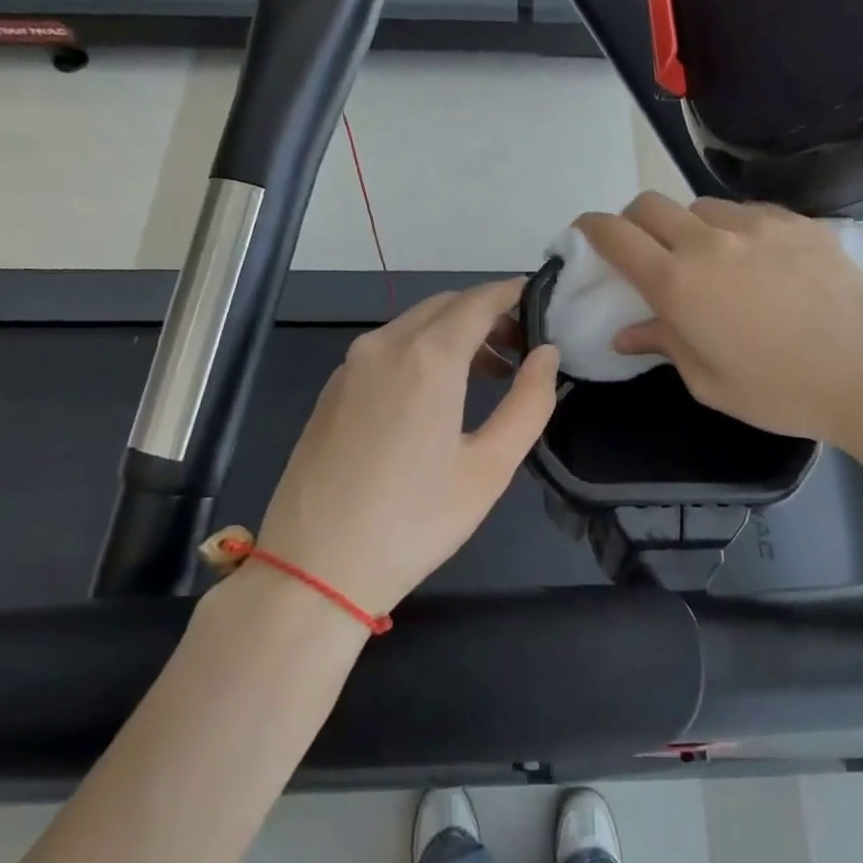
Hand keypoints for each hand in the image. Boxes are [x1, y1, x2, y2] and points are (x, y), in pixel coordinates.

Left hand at [204, 280, 558, 618]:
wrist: (314, 568)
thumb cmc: (415, 522)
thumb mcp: (489, 468)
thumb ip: (528, 402)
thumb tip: (547, 354)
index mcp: (427, 358)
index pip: (479, 300)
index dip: (513, 294)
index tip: (542, 301)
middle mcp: (384, 345)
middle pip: (445, 306)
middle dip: (487, 314)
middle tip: (520, 349)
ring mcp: (350, 366)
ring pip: (413, 325)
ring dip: (454, 334)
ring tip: (487, 374)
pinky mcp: (332, 389)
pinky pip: (386, 349)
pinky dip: (421, 351)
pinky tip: (436, 394)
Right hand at [575, 193, 862, 470]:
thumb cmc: (780, 392)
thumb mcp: (708, 381)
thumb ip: (663, 343)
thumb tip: (625, 333)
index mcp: (679, 285)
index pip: (616, 236)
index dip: (591, 228)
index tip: (586, 233)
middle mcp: (709, 242)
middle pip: (650, 205)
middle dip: (634, 222)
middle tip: (643, 251)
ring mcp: (756, 225)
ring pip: (699, 205)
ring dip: (688, 227)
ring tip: (708, 259)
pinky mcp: (796, 221)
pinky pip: (746, 211)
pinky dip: (732, 228)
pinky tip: (754, 259)